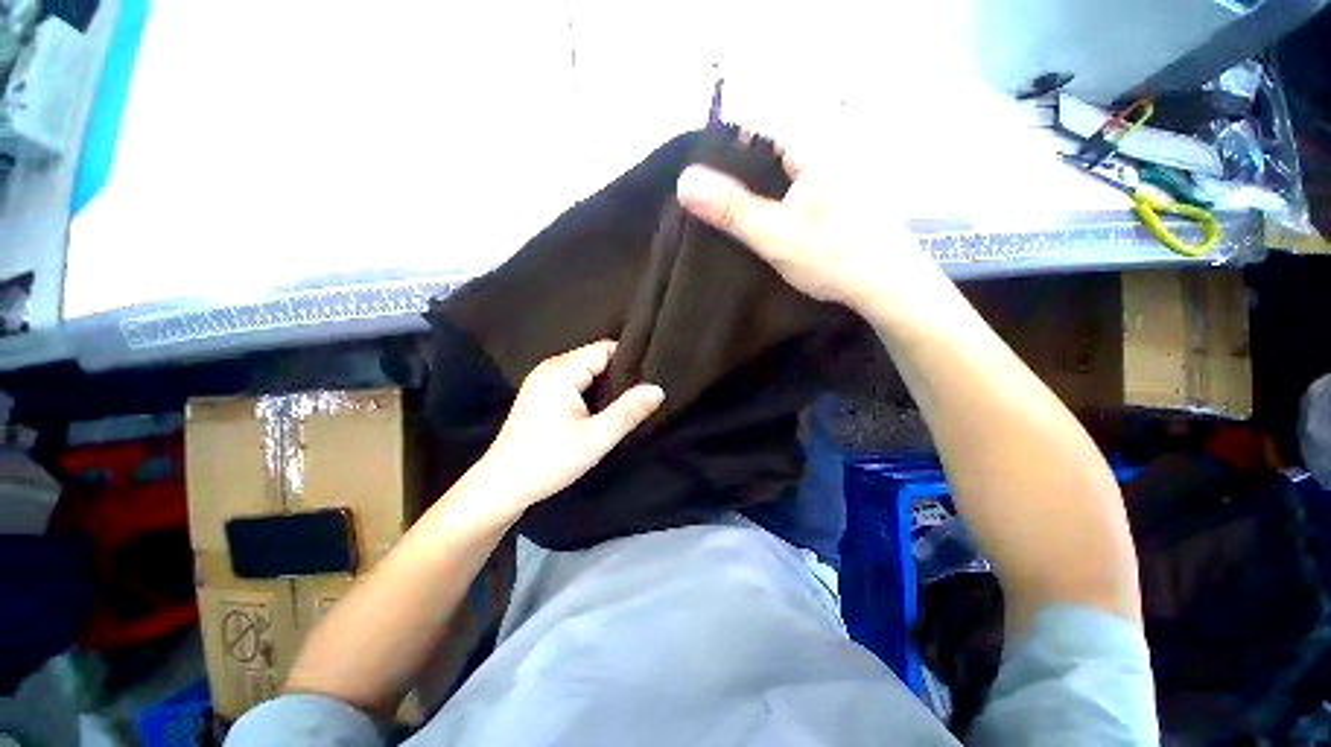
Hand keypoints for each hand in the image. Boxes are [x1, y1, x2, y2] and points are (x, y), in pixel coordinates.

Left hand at [470, 340, 664, 514]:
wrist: (503, 485)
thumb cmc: (548, 461)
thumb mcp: (595, 439)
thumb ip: (628, 412)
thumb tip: (658, 389)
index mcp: (561, 371)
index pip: (605, 349)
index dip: (629, 361)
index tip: (650, 378)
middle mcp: (550, 367)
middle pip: (596, 357)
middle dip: (619, 373)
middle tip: (641, 394)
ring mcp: (543, 378)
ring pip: (587, 368)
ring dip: (606, 383)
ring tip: (626, 401)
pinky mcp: (542, 391)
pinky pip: (576, 379)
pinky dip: (592, 389)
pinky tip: (602, 407)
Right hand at [675, 148, 947, 313]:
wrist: (886, 284)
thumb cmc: (832, 257)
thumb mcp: (774, 235)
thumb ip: (730, 208)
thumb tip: (684, 180)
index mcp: (814, 145)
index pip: (756, 125)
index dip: (723, 150)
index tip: (706, 183)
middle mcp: (829, 143)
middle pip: (769, 145)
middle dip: (741, 172)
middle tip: (718, 205)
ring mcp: (839, 165)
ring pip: (784, 165)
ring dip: (759, 186)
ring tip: (738, 214)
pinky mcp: (843, 186)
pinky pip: (799, 179)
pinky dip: (780, 194)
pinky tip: (771, 218)